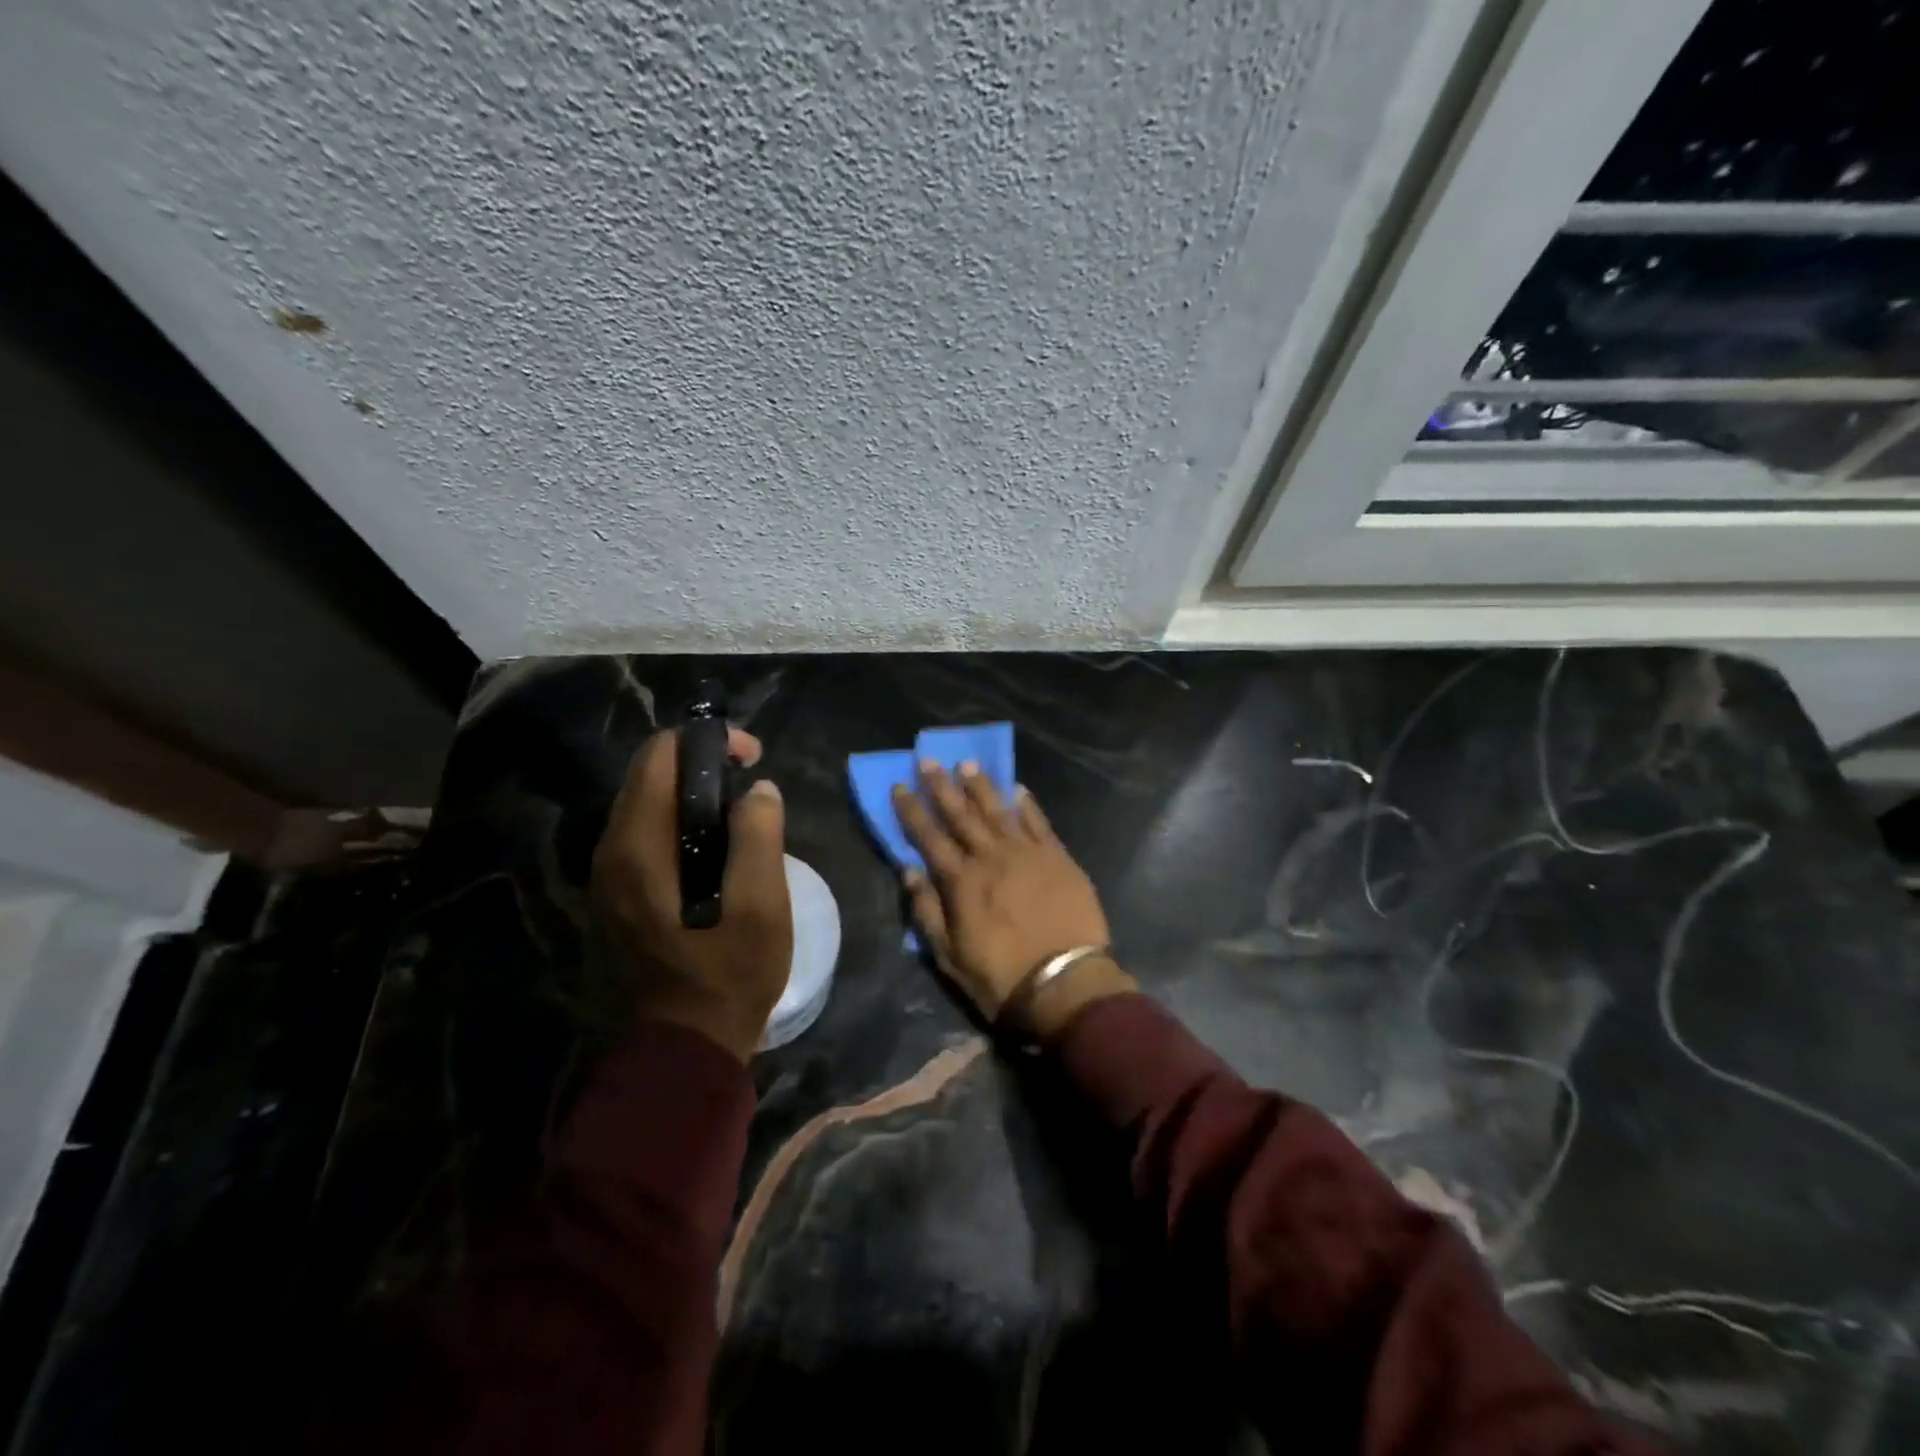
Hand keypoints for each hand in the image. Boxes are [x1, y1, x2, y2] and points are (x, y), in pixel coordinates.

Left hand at [591, 726, 791, 1062]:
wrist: (680, 1054)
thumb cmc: (726, 979)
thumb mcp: (761, 908)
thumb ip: (759, 838)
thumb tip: (759, 791)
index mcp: (638, 847)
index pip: (658, 756)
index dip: (707, 741)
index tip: (753, 758)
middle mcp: (609, 853)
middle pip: (648, 776)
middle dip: (701, 764)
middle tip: (752, 785)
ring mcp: (607, 878)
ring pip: (646, 807)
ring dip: (692, 796)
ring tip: (742, 815)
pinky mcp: (616, 898)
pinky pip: (645, 838)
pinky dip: (680, 825)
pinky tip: (717, 851)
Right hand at [893, 763, 1132, 1037]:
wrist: (1066, 983)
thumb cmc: (1001, 976)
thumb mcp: (950, 956)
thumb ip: (927, 911)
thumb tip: (908, 870)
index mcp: (962, 881)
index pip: (929, 837)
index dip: (912, 810)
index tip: (899, 785)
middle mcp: (992, 857)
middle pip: (962, 815)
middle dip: (942, 786)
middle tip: (929, 760)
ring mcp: (1028, 853)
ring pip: (999, 811)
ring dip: (981, 786)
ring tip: (967, 764)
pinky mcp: (1059, 858)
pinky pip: (1039, 823)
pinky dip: (1027, 804)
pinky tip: (1017, 789)